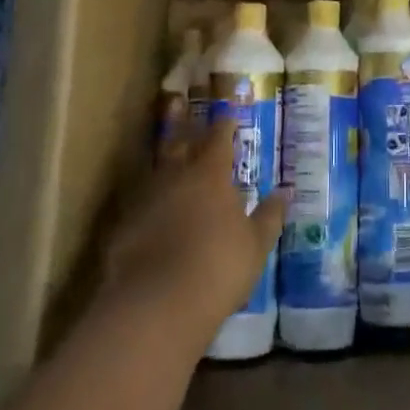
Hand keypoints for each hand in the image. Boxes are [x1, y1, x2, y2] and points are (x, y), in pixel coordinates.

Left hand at [100, 121, 287, 339]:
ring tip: (167, 155)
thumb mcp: (256, 244)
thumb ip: (269, 215)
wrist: (157, 305)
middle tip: (179, 103)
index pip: (218, 138)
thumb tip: (285, 192)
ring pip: (155, 169)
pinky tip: (150, 208)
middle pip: (178, 142)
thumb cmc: (219, 267)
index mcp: (210, 174)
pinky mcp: (123, 226)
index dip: (224, 126)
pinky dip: (148, 199)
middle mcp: (175, 177)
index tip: (228, 116)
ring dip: (162, 160)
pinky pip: (139, 203)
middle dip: (182, 123)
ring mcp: (145, 200)